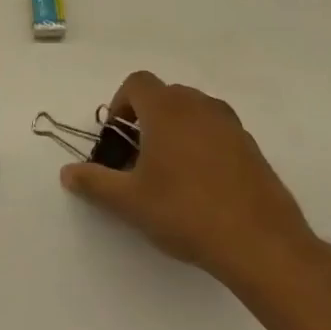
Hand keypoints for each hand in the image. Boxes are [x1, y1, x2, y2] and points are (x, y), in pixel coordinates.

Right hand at [61, 71, 316, 289]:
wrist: (262, 246)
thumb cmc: (185, 212)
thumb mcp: (128, 201)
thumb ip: (93, 182)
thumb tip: (68, 173)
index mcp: (168, 110)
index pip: (137, 83)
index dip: (120, 103)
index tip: (117, 136)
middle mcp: (201, 108)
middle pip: (166, 94)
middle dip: (146, 116)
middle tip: (137, 154)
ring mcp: (232, 128)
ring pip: (195, 112)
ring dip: (176, 129)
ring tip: (168, 169)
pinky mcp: (254, 151)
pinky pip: (218, 133)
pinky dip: (202, 145)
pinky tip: (200, 185)